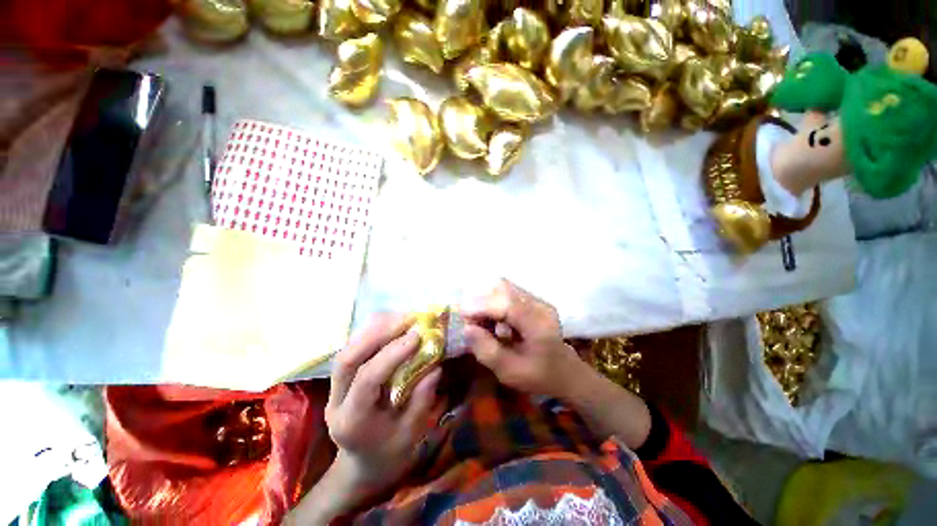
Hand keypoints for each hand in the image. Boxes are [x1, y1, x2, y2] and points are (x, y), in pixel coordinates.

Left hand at [326, 314, 441, 498]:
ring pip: (347, 350)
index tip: (417, 336)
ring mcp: (334, 389)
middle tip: (407, 319)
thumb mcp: (411, 436)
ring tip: (401, 317)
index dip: (392, 354)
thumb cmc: (389, 455)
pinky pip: (353, 349)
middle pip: (347, 358)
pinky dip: (371, 333)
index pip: (367, 380)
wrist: (362, 466)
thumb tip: (435, 366)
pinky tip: (390, 325)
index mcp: (352, 422)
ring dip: (374, 329)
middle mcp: (336, 401)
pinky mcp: (340, 380)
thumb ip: (422, 401)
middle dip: (377, 333)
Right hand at [461, 279, 587, 398]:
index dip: (482, 306)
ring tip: (481, 323)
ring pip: (504, 288)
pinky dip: (494, 303)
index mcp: (539, 324)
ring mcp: (537, 300)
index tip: (462, 314)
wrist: (566, 372)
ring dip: (487, 301)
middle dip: (482, 302)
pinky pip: (507, 294)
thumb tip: (467, 328)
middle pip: (504, 289)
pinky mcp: (532, 301)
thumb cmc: (539, 376)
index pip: (507, 304)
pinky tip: (492, 322)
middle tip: (471, 322)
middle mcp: (539, 305)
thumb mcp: (510, 372)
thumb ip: (487, 351)